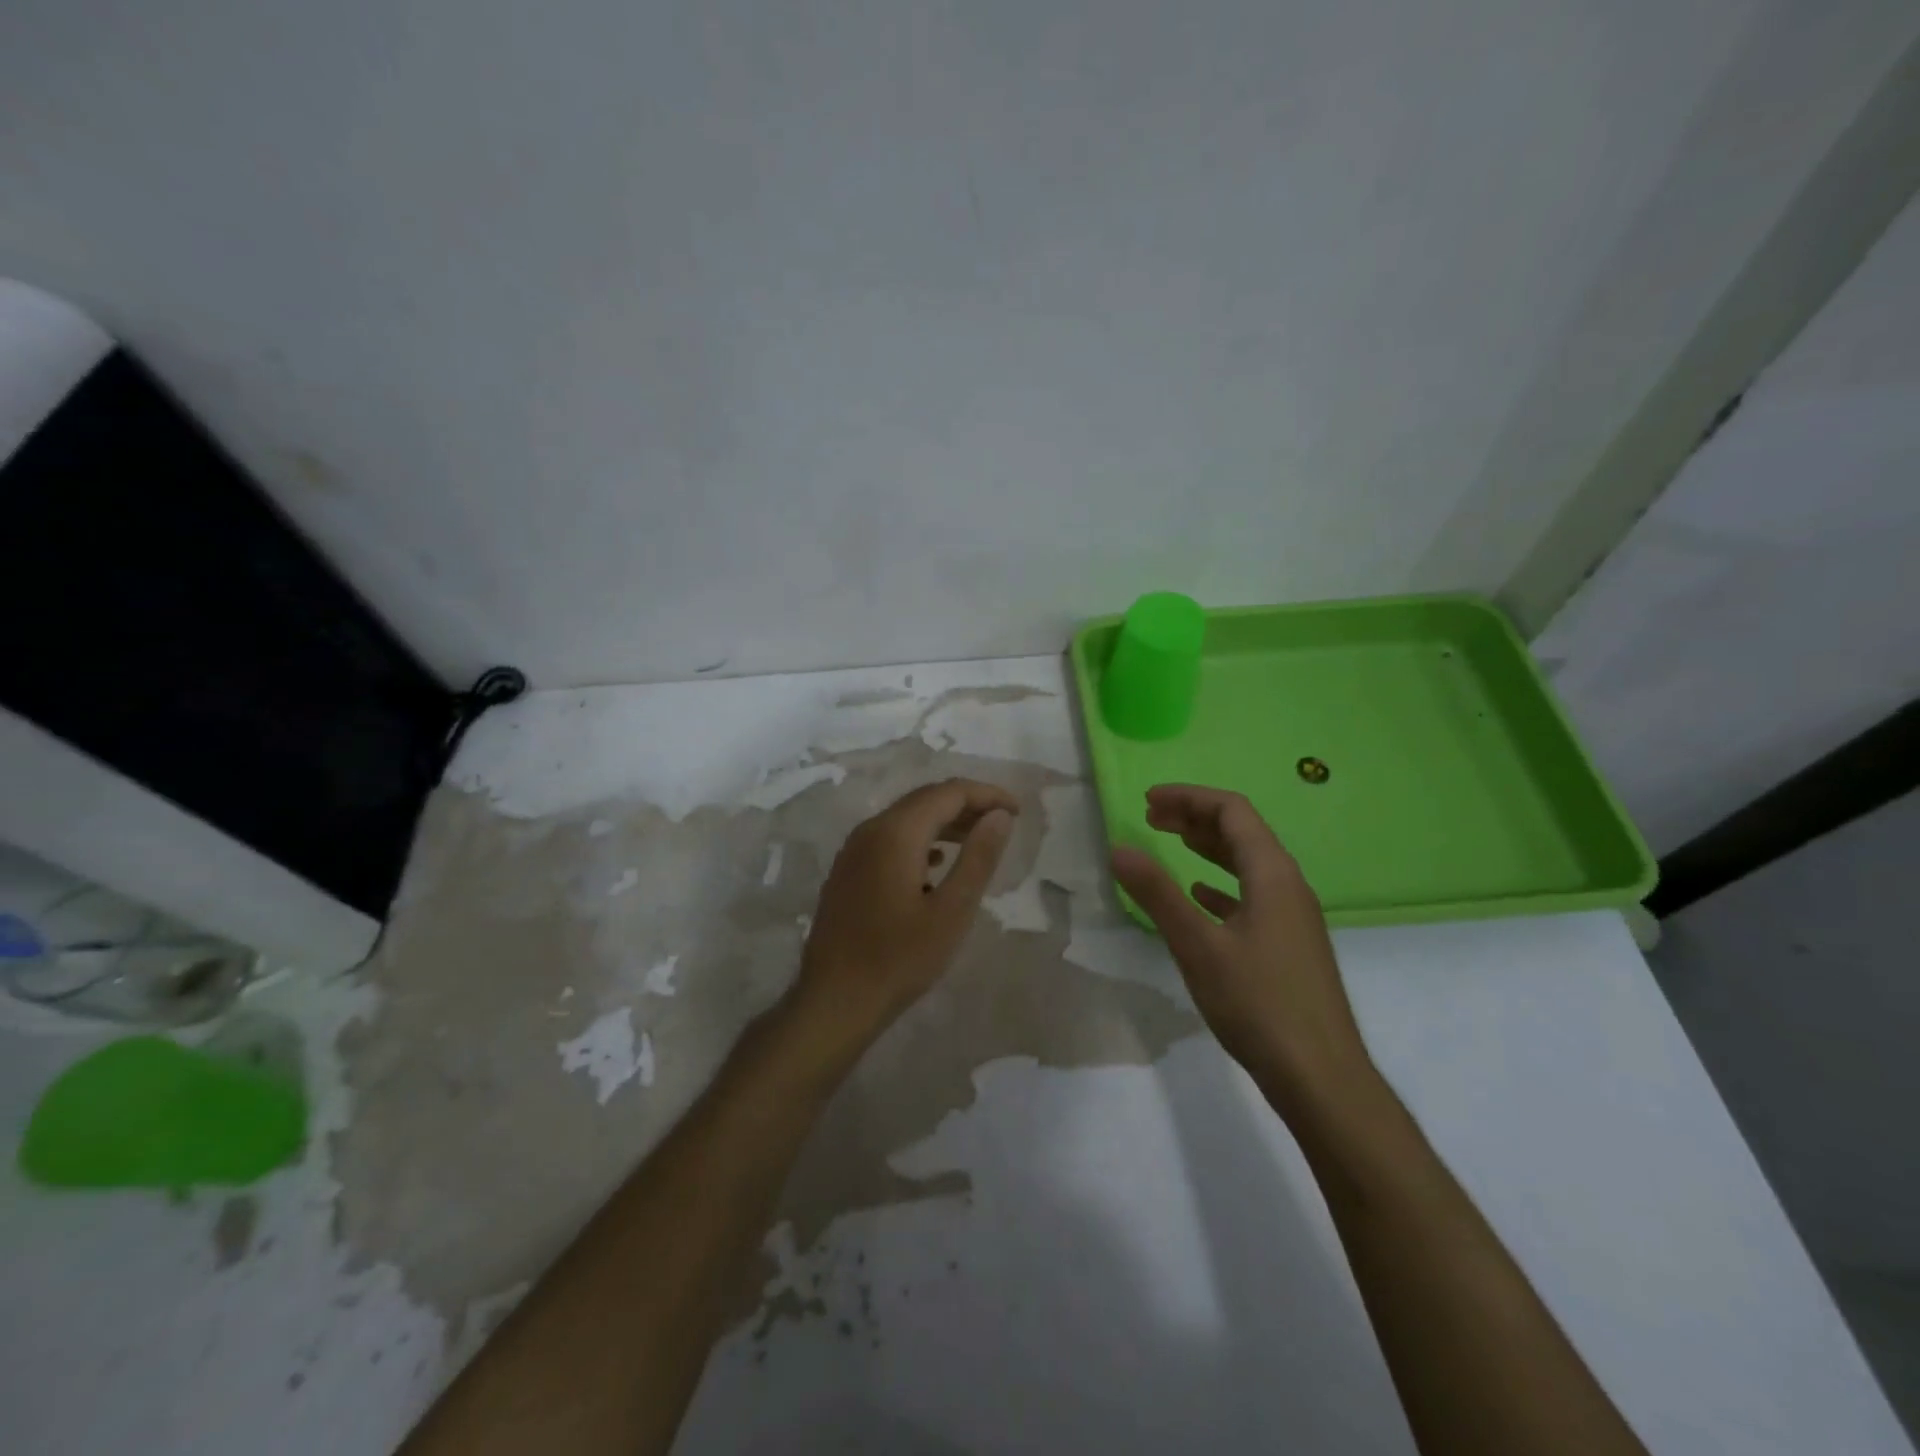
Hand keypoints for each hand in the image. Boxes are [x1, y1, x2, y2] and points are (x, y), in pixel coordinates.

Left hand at [789, 779, 1018, 1055]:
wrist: (834, 1001)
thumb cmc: (899, 959)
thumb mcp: (951, 911)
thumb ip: (978, 858)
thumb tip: (1000, 816)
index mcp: (895, 833)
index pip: (948, 792)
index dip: (986, 795)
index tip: (1017, 810)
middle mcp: (870, 830)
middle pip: (924, 800)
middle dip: (966, 804)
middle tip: (1002, 822)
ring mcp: (853, 851)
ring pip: (906, 819)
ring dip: (944, 822)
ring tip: (977, 840)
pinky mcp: (847, 872)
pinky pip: (889, 839)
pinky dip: (920, 840)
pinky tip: (935, 865)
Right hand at [1111, 784, 1372, 1111]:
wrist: (1320, 1076)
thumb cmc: (1258, 1003)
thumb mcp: (1197, 945)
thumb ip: (1157, 893)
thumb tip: (1118, 848)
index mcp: (1272, 874)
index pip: (1231, 811)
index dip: (1188, 797)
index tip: (1147, 801)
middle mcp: (1288, 885)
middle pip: (1241, 831)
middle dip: (1195, 817)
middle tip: (1151, 817)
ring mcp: (1292, 916)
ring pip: (1247, 863)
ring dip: (1208, 847)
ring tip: (1171, 842)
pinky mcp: (1289, 944)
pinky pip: (1252, 894)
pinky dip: (1221, 884)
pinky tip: (1200, 896)